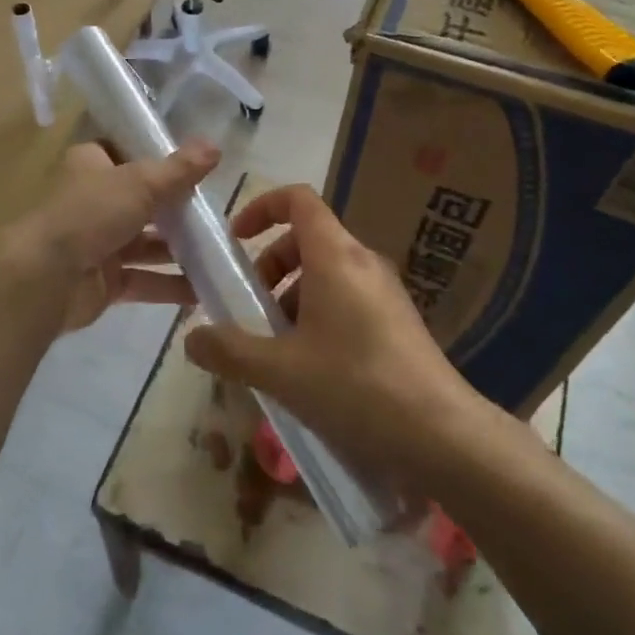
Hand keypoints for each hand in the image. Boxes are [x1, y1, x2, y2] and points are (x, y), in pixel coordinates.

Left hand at [9, 141, 217, 333]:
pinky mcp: (104, 281)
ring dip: (179, 248)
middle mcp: (94, 200)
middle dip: (176, 207)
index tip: (194, 164)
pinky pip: (144, 280)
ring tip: (219, 251)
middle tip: (217, 211)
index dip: (156, 156)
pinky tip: (203, 290)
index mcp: (92, 164)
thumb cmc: (90, 213)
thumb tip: (215, 145)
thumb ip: (179, 169)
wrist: (45, 279)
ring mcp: (98, 242)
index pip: (125, 152)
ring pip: (146, 242)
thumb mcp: (141, 182)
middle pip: (142, 199)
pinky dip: (170, 285)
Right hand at [183, 186, 480, 485]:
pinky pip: (348, 297)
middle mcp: (363, 261)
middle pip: (308, 238)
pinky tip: (312, 369)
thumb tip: (191, 338)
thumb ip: (230, 351)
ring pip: (328, 271)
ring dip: (293, 295)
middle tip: (253, 310)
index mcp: (336, 255)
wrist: (443, 435)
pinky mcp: (398, 320)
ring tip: (278, 349)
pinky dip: (320, 314)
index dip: (262, 208)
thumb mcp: (281, 371)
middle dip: (271, 266)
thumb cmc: (356, 387)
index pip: (298, 199)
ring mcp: (386, 291)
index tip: (236, 240)